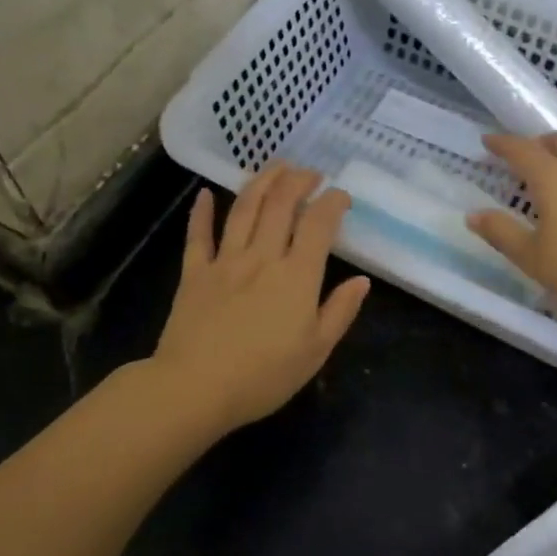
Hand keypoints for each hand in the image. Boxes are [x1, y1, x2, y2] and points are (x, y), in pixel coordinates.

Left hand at [152, 164, 370, 433]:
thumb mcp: (315, 351)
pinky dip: (201, 212)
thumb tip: (362, 281)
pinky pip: (199, 235)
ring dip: (261, 182)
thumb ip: (339, 312)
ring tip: (275, 167)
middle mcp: (262, 257)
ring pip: (243, 209)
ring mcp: (225, 261)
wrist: (195, 389)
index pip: (318, 224)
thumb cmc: (263, 377)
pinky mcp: (194, 273)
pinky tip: (204, 194)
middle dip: (298, 181)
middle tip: (310, 173)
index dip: (332, 202)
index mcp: (297, 276)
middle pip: (280, 205)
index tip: (341, 196)